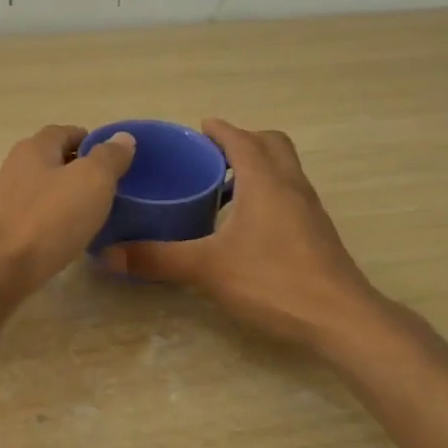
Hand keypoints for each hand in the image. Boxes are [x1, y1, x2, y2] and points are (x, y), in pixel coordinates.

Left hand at [0, 125, 136, 299]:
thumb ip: (108, 158)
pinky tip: (59, 241)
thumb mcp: (91, 183)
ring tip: (85, 218)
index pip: (64, 132)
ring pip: (36, 192)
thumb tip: (122, 137)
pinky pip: (27, 221)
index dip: (88, 140)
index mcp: (33, 149)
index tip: (111, 159)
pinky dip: (45, 225)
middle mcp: (10, 169)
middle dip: (75, 171)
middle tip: (104, 190)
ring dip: (59, 199)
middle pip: (48, 162)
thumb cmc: (47, 220)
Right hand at [100, 118, 391, 349]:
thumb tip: (108, 253)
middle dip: (242, 142)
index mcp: (265, 181)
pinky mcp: (316, 233)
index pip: (241, 139)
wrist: (339, 318)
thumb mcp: (207, 269)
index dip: (218, 130)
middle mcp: (291, 186)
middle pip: (271, 145)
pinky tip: (245, 226)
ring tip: (222, 189)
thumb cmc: (273, 282)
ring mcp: (309, 210)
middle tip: (210, 157)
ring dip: (257, 168)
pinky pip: (290, 195)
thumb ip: (158, 258)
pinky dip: (268, 193)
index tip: (196, 129)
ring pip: (284, 170)